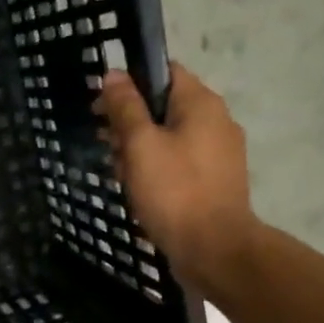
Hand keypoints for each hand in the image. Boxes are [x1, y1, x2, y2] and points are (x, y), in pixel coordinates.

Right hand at [95, 64, 258, 285]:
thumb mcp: (140, 145)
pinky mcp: (216, 181)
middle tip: (105, 145)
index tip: (103, 106)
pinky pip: (180, 163)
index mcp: (201, 104)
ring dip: (140, 150)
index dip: (130, 83)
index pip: (164, 72)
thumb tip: (114, 74)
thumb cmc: (174, 192)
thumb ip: (126, 108)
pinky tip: (140, 190)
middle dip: (130, 122)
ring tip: (118, 173)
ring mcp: (219, 154)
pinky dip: (158, 170)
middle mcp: (217, 121)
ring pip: (170, 137)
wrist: (214, 250)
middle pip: (165, 107)